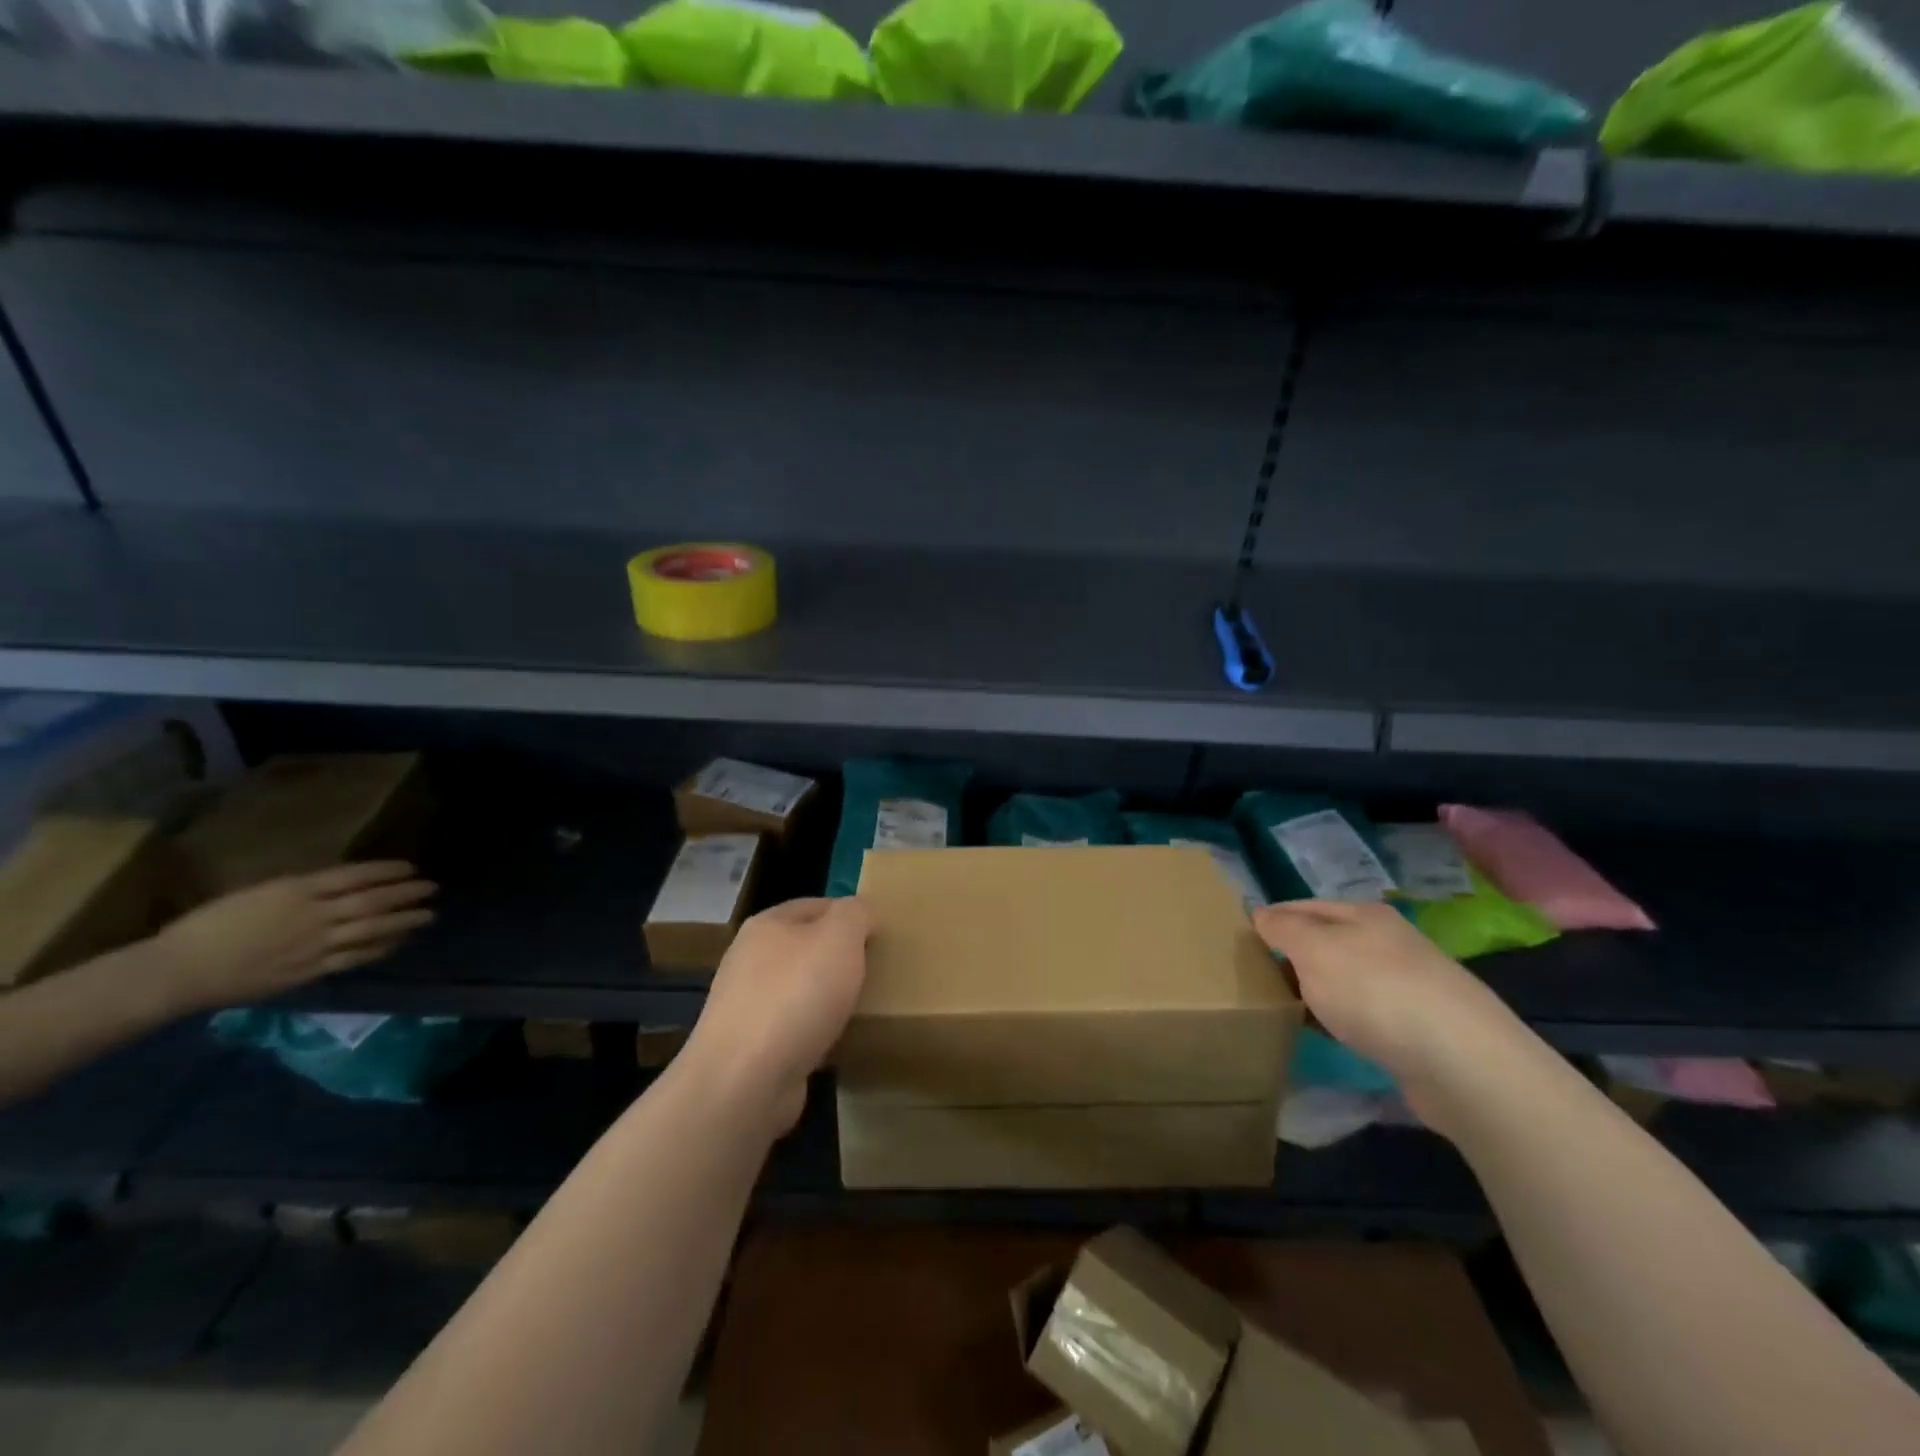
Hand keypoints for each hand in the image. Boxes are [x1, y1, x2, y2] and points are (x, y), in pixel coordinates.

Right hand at [153, 861, 436, 1010]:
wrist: (179, 970)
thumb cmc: (208, 926)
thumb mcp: (258, 892)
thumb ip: (300, 889)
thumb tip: (336, 885)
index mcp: (297, 890)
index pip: (356, 875)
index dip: (388, 871)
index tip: (411, 868)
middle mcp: (314, 914)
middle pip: (373, 901)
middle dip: (407, 893)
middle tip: (433, 888)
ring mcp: (316, 944)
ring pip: (373, 929)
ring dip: (406, 920)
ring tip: (429, 914)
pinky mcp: (312, 970)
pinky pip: (357, 957)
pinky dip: (383, 947)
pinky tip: (400, 941)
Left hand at [686, 897, 870, 1133]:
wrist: (745, 1080)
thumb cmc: (796, 994)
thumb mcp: (839, 937)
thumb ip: (856, 914)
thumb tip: (863, 911)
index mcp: (767, 925)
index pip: (816, 905)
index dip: (850, 915)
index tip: (881, 935)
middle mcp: (750, 960)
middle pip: (806, 948)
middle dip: (839, 959)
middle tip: (876, 971)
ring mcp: (746, 1006)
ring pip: (799, 990)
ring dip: (827, 998)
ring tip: (861, 1008)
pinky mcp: (750, 1049)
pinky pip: (793, 1030)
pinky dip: (815, 1033)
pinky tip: (836, 1044)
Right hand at [1253, 899, 1528, 1133]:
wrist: (1463, 1061)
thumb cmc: (1375, 991)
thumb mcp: (1313, 948)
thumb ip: (1282, 928)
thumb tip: (1261, 915)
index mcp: (1364, 914)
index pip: (1303, 906)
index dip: (1270, 920)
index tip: (1239, 943)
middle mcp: (1389, 942)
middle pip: (1326, 942)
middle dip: (1292, 958)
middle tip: (1256, 981)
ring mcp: (1409, 984)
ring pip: (1345, 980)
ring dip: (1318, 993)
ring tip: (1287, 1012)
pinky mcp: (1421, 1027)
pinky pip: (1366, 1015)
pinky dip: (1343, 1022)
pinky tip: (1330, 1038)